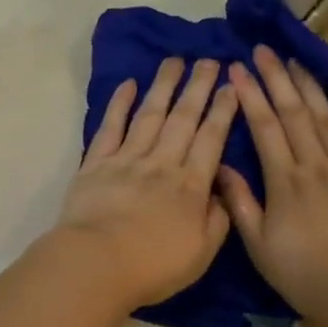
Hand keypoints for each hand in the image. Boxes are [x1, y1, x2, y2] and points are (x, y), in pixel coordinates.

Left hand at [54, 58, 239, 312]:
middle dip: (198, 87)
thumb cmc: (152, 266)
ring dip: (163, 86)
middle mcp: (162, 163)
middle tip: (209, 60)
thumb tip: (223, 193)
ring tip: (175, 61)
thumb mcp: (201, 253)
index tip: (231, 84)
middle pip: (184, 118)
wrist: (96, 264)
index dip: (223, 109)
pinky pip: (110, 127)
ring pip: (150, 114)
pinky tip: (128, 84)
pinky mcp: (96, 163)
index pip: (212, 138)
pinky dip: (119, 104)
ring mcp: (127, 159)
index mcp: (191, 184)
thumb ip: (218, 220)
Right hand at [219, 46, 327, 326]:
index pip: (264, 126)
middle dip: (276, 77)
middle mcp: (316, 164)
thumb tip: (221, 167)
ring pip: (326, 117)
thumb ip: (241, 204)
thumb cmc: (306, 274)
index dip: (250, 95)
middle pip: (294, 112)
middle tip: (264, 50)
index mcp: (285, 181)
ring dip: (309, 87)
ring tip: (296, 61)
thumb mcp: (260, 247)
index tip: (237, 69)